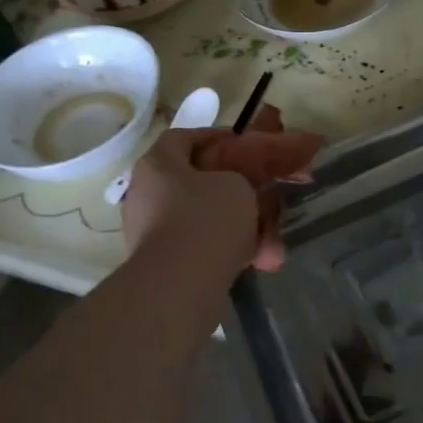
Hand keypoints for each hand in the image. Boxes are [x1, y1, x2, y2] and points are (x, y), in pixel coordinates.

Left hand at [120, 105, 323, 271]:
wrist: (180, 285)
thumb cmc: (207, 219)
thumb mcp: (237, 185)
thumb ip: (240, 178)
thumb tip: (235, 189)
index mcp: (158, 165)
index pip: (183, 138)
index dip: (215, 137)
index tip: (244, 145)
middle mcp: (148, 194)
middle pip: (198, 183)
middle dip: (237, 191)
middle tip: (265, 195)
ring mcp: (154, 232)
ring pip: (207, 220)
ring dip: (243, 228)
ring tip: (274, 243)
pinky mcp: (165, 265)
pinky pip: (204, 249)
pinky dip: (231, 252)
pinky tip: (263, 262)